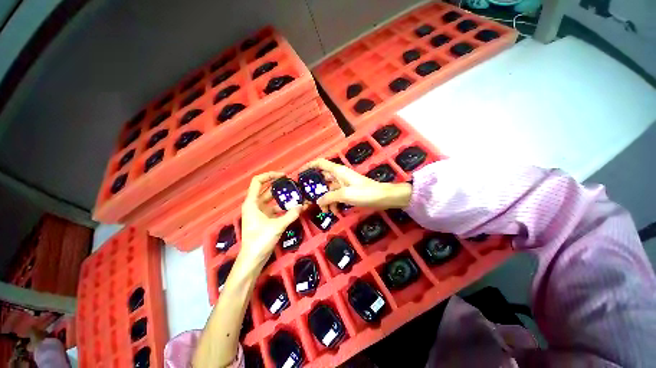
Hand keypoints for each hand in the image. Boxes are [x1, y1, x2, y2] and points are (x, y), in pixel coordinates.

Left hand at [240, 172, 301, 266]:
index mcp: (252, 203)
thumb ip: (290, 215)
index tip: (283, 175)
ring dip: (282, 197)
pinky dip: (283, 207)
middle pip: (266, 189)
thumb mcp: (277, 226)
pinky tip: (293, 208)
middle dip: (278, 185)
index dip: (269, 175)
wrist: (253, 259)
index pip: (257, 181)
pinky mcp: (264, 219)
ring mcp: (259, 212)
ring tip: (295, 194)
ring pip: (271, 199)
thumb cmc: (260, 240)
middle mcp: (254, 205)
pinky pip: (274, 208)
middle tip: (292, 183)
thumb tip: (302, 205)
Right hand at [302, 159, 412, 211]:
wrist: (383, 197)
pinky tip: (334, 212)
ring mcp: (343, 185)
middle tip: (307, 199)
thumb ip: (329, 197)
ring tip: (324, 211)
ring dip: (325, 200)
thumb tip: (318, 201)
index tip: (299, 173)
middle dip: (315, 189)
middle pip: (322, 179)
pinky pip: (336, 196)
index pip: (320, 163)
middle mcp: (338, 176)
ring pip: (328, 190)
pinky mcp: (347, 192)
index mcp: (337, 171)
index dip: (309, 166)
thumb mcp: (345, 194)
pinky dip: (333, 203)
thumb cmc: (365, 192)